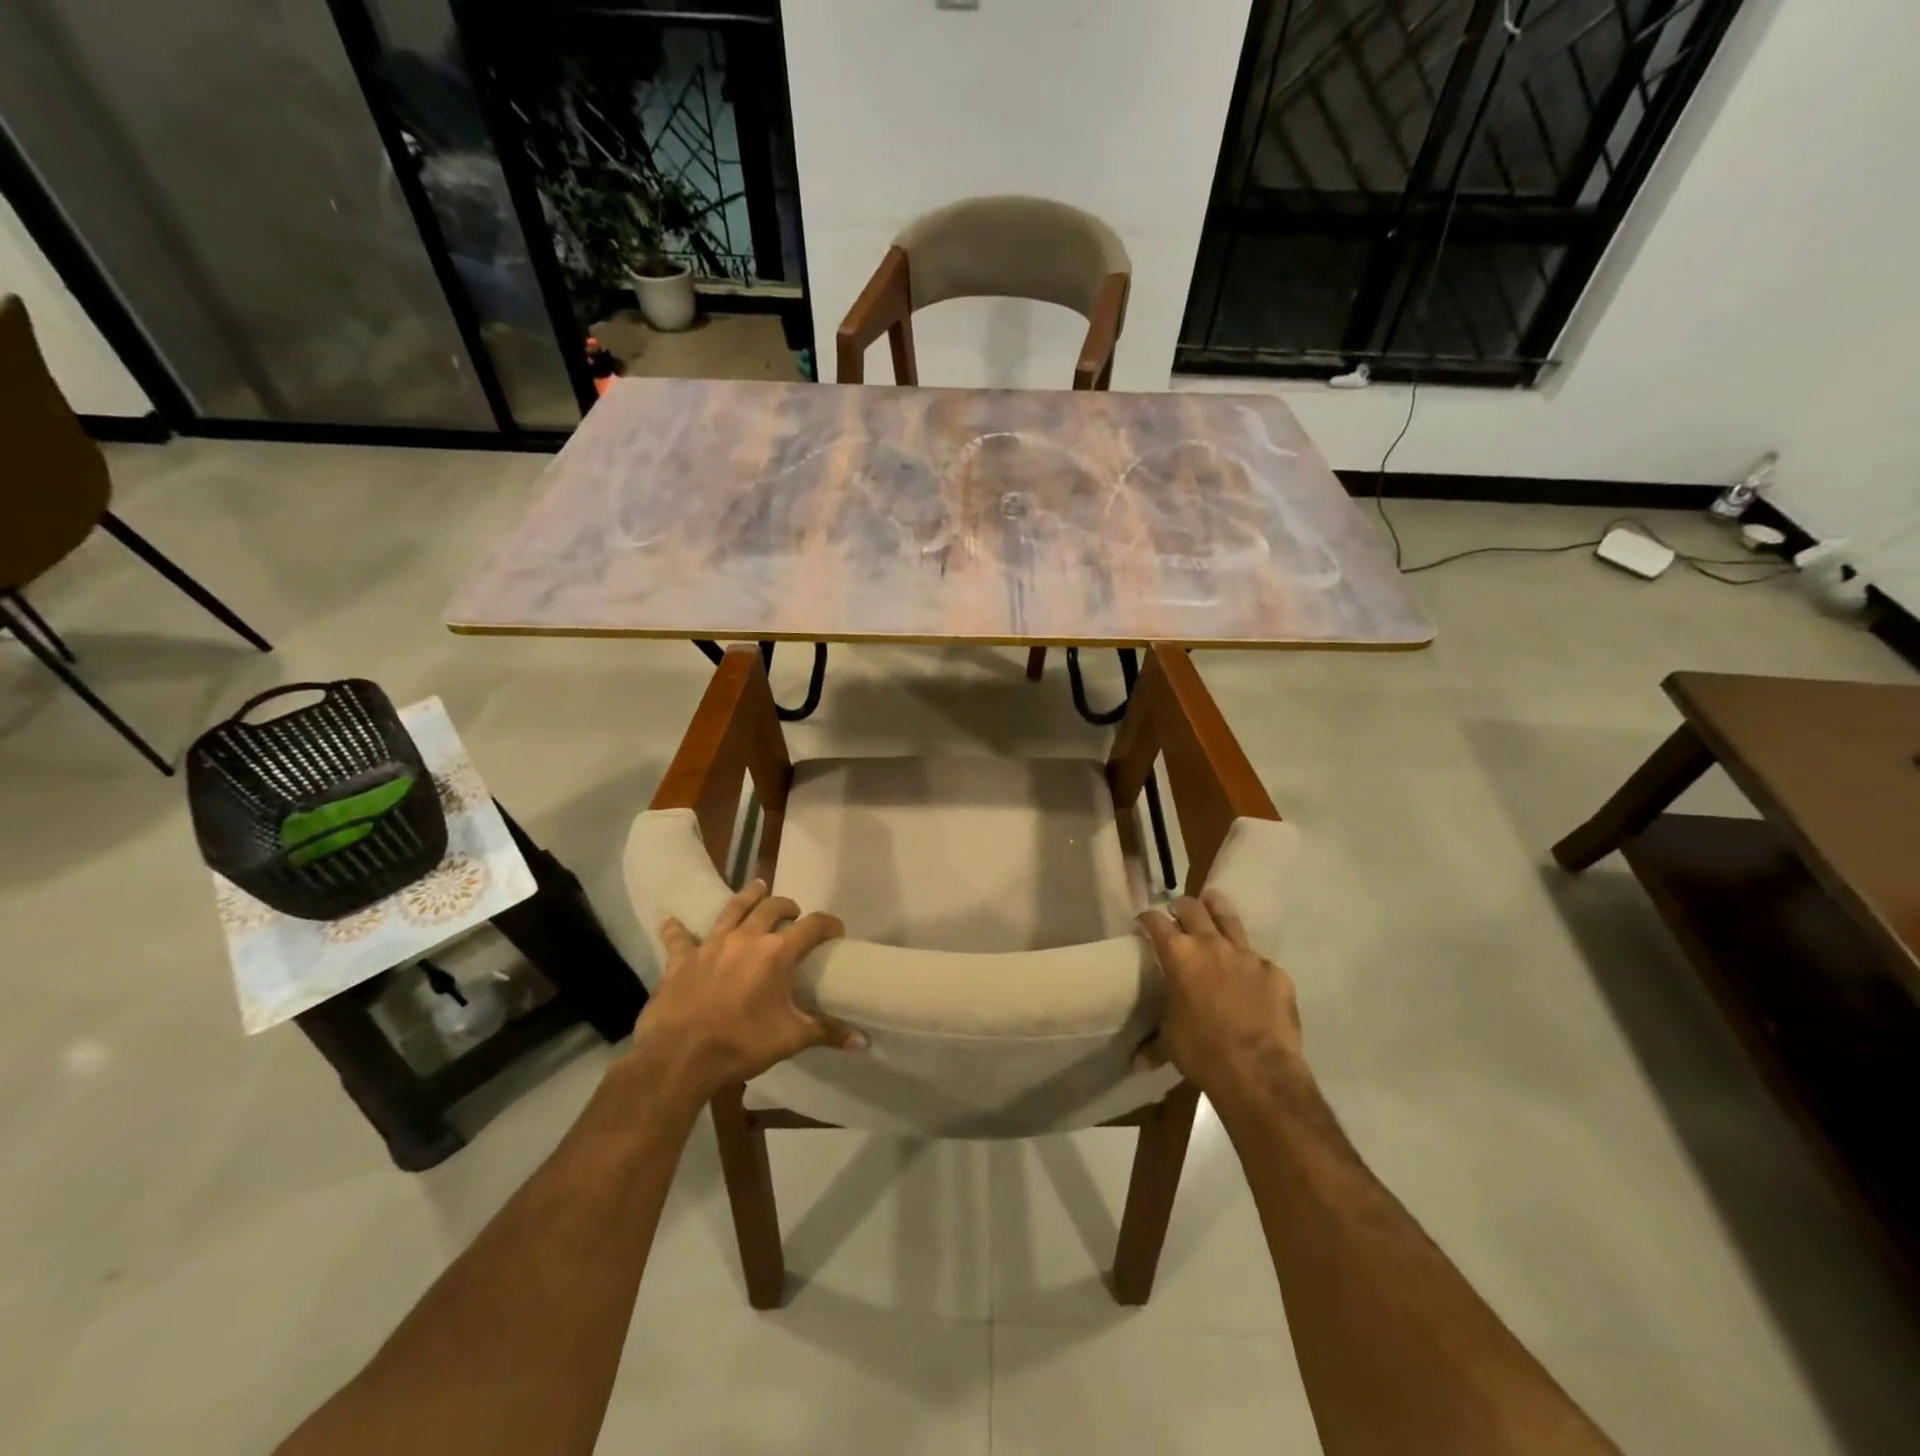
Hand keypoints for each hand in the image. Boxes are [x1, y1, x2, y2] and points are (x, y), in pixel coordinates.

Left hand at [630, 881, 863, 1108]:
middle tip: (793, 912)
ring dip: (747, 897)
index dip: (828, 924)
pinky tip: (670, 920)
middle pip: (771, 908)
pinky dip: (676, 929)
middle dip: (787, 906)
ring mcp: (711, 945)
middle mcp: (746, 938)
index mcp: (776, 953)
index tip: (836, 930)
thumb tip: (863, 1041)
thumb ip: (827, 1032)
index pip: (812, 926)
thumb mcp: (791, 1039)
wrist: (679, 1058)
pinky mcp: (681, 960)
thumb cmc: (741, 1044)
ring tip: (758, 887)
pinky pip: (678, 938)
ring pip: (732, 909)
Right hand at [1137, 889, 1304, 1109]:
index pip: (1155, 922)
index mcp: (1179, 955)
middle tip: (1177, 912)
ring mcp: (1247, 955)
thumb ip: (1154, 1041)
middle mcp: (1211, 944)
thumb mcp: (1170, 1042)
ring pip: (1229, 917)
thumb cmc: (1203, 1052)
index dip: (1146, 919)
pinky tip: (1250, 978)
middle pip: (1192, 907)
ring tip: (1212, 906)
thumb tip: (1136, 1061)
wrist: (1259, 1071)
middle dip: (1181, 907)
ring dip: (1216, 910)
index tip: (1143, 923)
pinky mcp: (1275, 972)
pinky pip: (1259, 960)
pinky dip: (1250, 963)